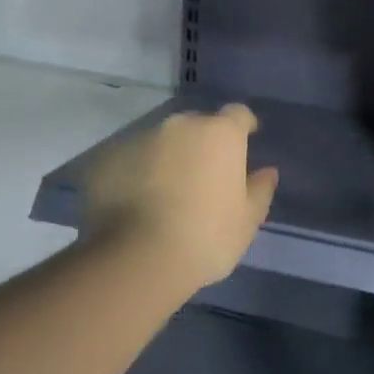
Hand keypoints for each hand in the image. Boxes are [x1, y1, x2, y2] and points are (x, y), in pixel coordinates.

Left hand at [82, 104, 279, 288]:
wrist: (137, 259)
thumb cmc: (206, 237)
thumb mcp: (247, 220)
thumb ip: (260, 190)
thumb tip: (267, 172)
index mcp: (220, 134)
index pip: (238, 114)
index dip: (243, 125)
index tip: (246, 140)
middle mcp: (179, 126)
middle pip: (197, 125)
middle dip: (202, 143)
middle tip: (204, 174)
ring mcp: (138, 139)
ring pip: (160, 141)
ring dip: (167, 157)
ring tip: (166, 191)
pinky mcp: (106, 159)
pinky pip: (129, 160)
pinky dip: (137, 172)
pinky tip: (137, 201)